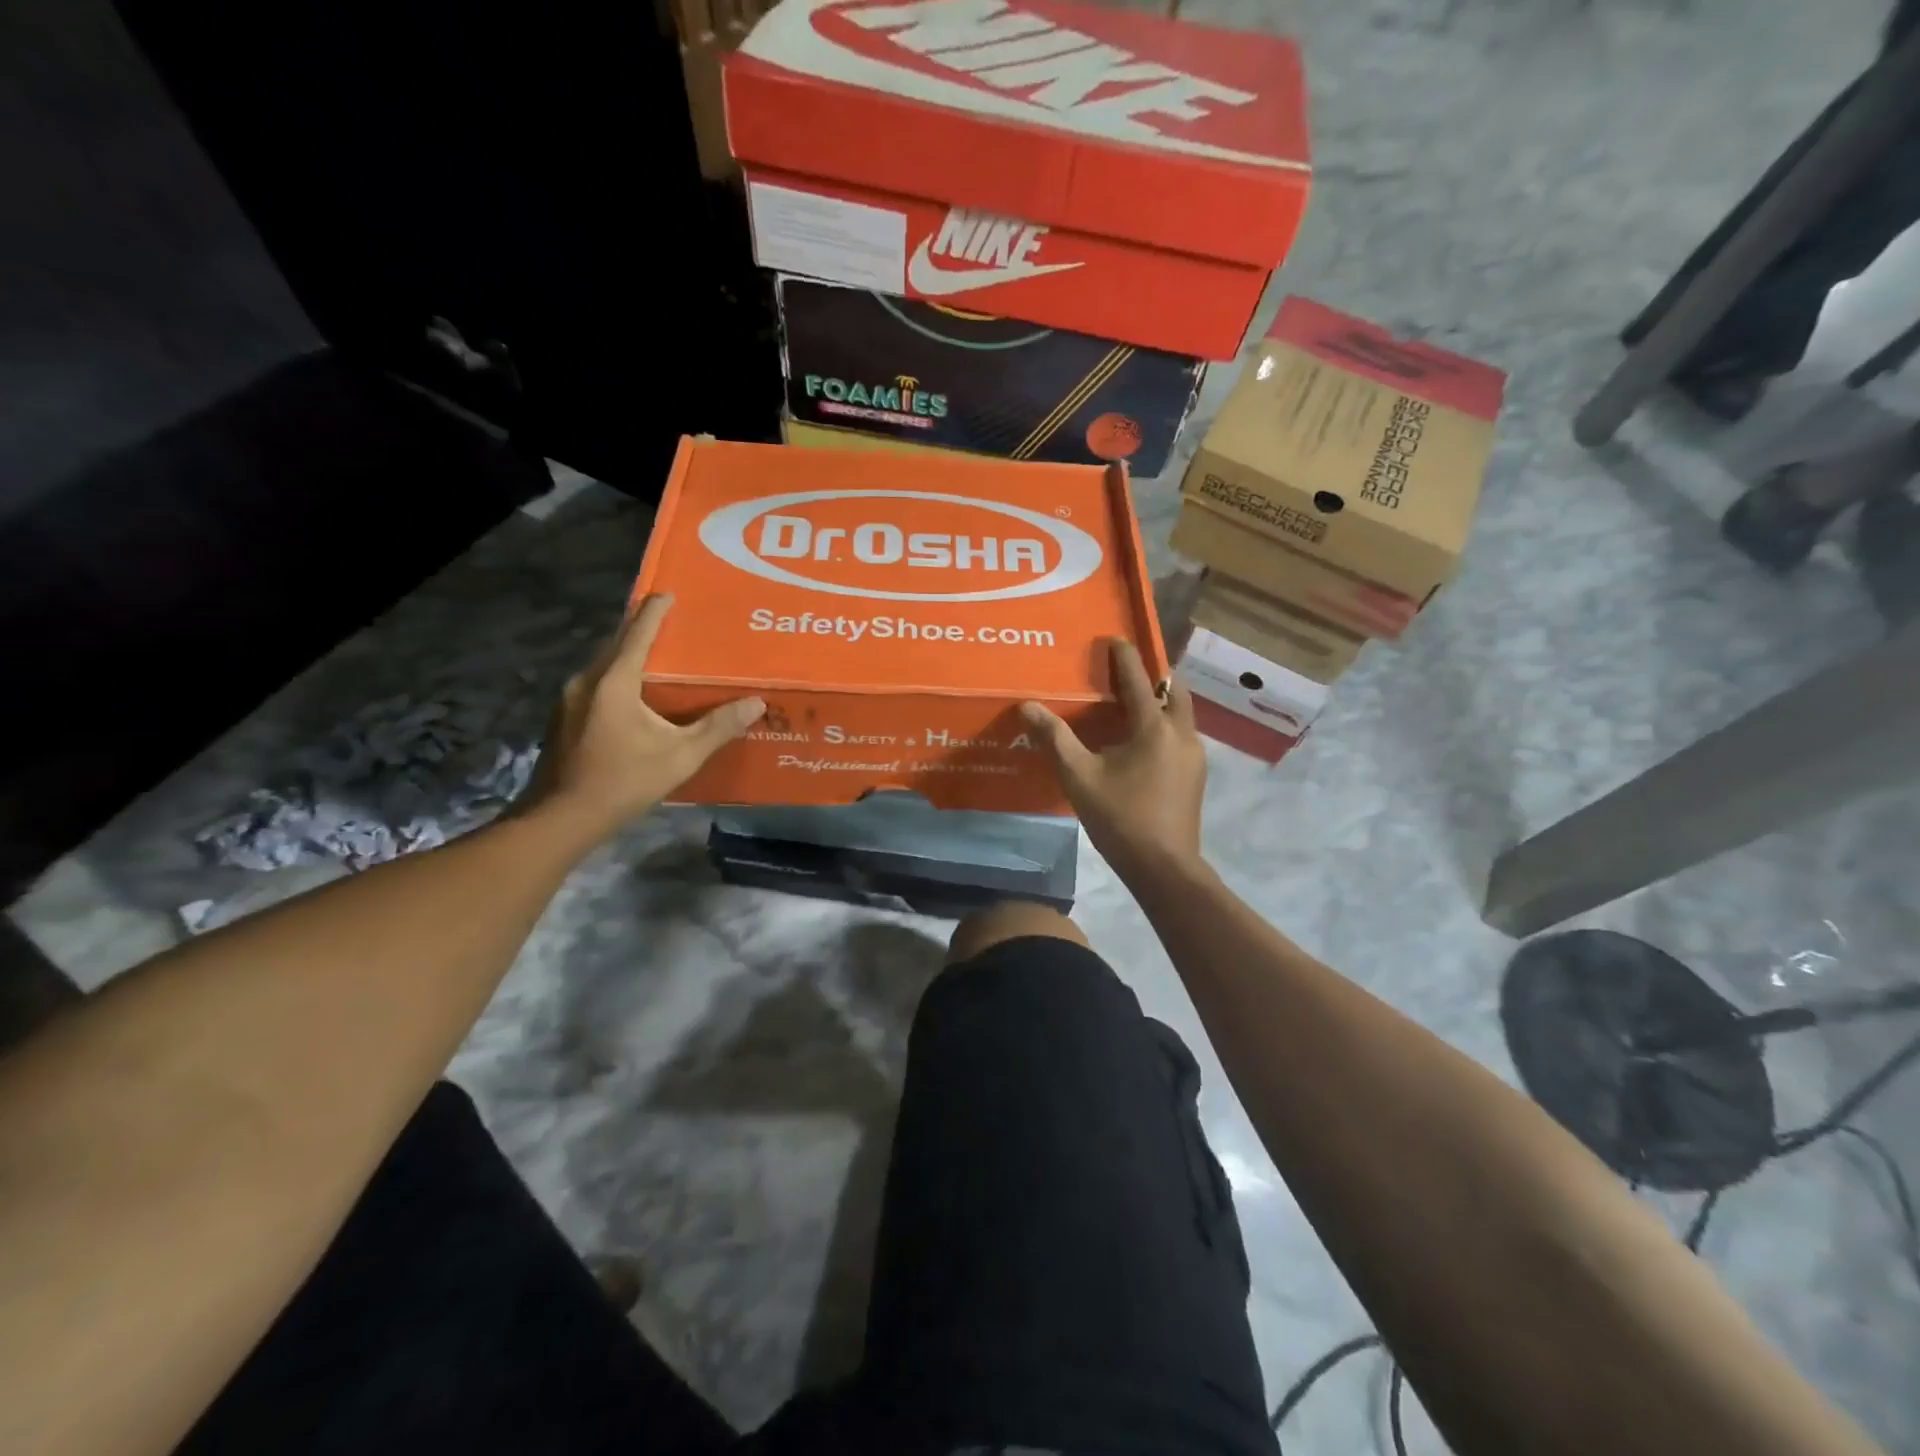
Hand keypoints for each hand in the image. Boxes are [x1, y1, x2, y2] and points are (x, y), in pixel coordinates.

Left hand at [524, 594, 764, 839]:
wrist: (562, 818)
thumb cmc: (624, 781)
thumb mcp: (681, 756)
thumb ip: (718, 727)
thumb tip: (756, 703)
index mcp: (614, 682)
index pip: (638, 633)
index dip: (655, 611)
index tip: (668, 593)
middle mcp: (586, 681)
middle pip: (615, 643)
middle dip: (640, 629)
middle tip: (670, 624)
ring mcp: (568, 700)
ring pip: (602, 664)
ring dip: (627, 655)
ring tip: (656, 656)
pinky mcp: (563, 718)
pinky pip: (595, 684)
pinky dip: (616, 677)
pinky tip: (633, 695)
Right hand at [1021, 638, 1205, 877]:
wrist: (1164, 867)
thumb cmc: (1120, 818)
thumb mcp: (1079, 777)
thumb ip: (1055, 738)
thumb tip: (1028, 707)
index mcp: (1154, 727)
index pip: (1139, 679)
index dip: (1124, 657)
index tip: (1113, 639)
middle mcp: (1181, 733)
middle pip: (1173, 689)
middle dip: (1153, 674)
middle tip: (1126, 671)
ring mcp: (1194, 755)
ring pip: (1181, 713)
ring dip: (1160, 700)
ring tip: (1132, 702)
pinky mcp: (1195, 775)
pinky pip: (1181, 735)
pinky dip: (1163, 724)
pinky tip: (1141, 741)